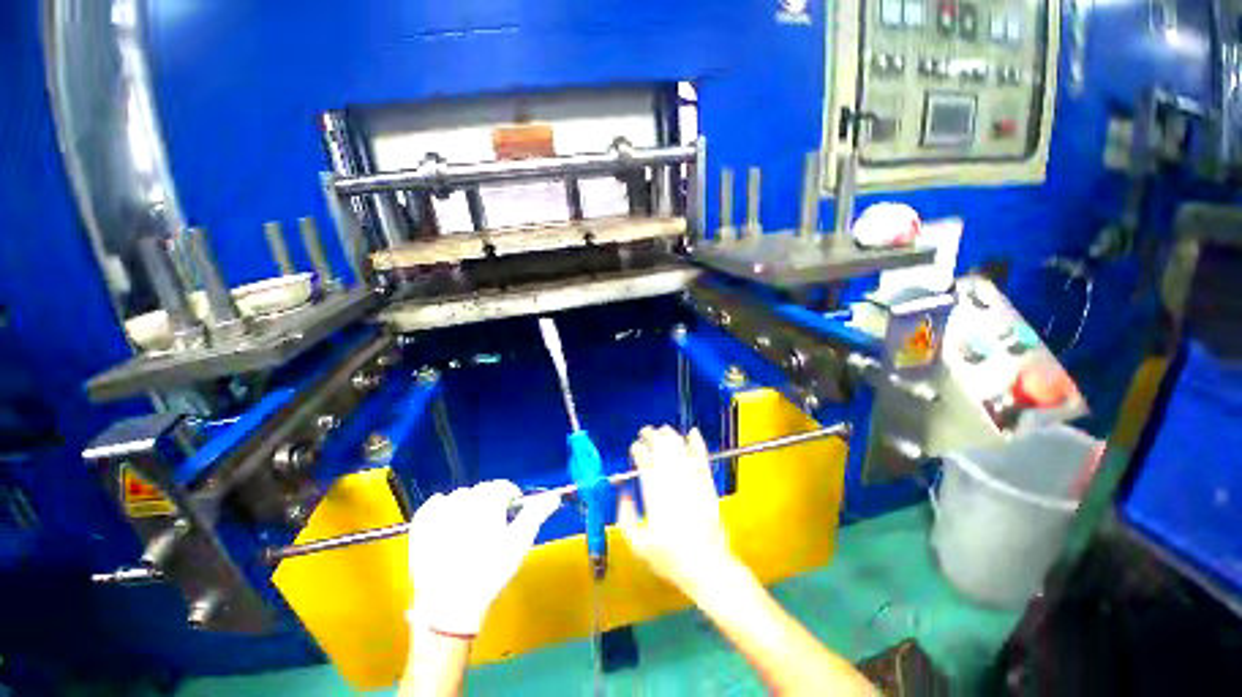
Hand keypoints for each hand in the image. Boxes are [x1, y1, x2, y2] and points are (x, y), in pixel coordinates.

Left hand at [407, 480, 558, 636]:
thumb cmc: (491, 570)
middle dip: (491, 502)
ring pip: (459, 496)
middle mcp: (463, 498)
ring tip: (471, 529)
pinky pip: (433, 505)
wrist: (450, 604)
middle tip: (494, 525)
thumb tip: (554, 496)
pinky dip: (442, 507)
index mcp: (488, 500)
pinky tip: (447, 521)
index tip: (514, 514)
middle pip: (482, 490)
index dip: (512, 499)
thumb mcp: (521, 541)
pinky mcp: (421, 526)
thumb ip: (538, 513)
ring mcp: (439, 512)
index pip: (504, 487)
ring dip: (469, 505)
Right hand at [618, 426, 739, 597]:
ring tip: (663, 430)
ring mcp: (692, 480)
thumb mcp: (638, 544)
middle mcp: (672, 480)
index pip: (644, 460)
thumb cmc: (670, 557)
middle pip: (661, 448)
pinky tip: (694, 432)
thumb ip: (625, 516)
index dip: (638, 449)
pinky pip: (702, 457)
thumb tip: (623, 493)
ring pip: (679, 448)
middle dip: (652, 436)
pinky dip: (697, 443)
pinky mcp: (707, 483)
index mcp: (654, 492)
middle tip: (645, 432)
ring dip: (670, 435)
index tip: (634, 446)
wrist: (707, 565)